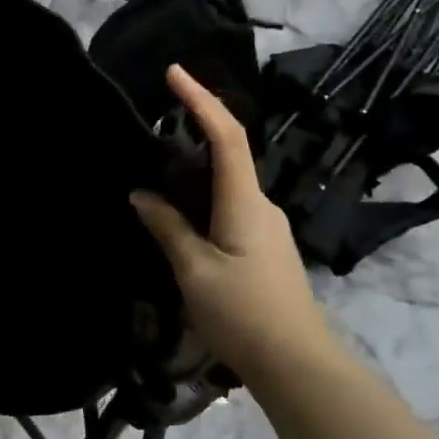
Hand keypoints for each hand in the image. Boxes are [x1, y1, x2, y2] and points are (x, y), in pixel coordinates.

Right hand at [131, 65, 333, 383]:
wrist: (297, 365)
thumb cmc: (244, 314)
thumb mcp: (195, 271)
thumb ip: (168, 228)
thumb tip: (142, 195)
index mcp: (244, 203)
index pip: (226, 136)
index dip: (201, 100)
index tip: (174, 72)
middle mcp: (261, 205)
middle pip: (229, 154)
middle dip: (195, 129)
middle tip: (154, 124)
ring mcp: (266, 227)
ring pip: (228, 183)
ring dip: (196, 168)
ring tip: (156, 170)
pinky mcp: (264, 247)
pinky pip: (230, 206)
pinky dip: (203, 196)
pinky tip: (179, 214)